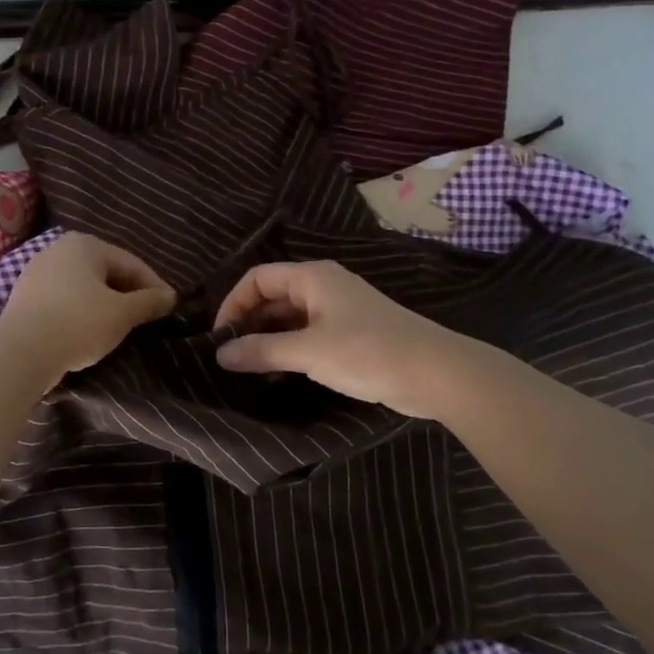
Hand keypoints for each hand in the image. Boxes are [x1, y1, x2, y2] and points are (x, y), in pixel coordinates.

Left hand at [0, 233, 176, 384]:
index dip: (154, 286)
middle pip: (106, 272)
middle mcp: (58, 250)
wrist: (20, 352)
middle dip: (128, 294)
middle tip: (147, 318)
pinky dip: (81, 312)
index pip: (131, 263)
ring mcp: (37, 273)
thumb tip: (170, 297)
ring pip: (84, 287)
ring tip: (120, 327)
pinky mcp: (24, 298)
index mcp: (85, 244)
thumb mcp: (122, 314)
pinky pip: (64, 301)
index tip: (169, 308)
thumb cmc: (78, 323)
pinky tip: (89, 332)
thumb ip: (149, 302)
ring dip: (105, 304)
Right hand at [213, 260, 466, 417]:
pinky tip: (278, 376)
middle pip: (273, 297)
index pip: (258, 278)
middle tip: (228, 357)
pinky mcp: (351, 334)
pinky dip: (289, 350)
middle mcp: (323, 286)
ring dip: (268, 340)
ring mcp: (338, 310)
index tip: (219, 337)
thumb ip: (262, 351)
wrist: (434, 373)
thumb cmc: (368, 352)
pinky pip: (307, 335)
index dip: (233, 304)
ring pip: (290, 319)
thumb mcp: (308, 352)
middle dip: (249, 324)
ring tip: (248, 371)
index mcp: (312, 277)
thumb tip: (220, 354)